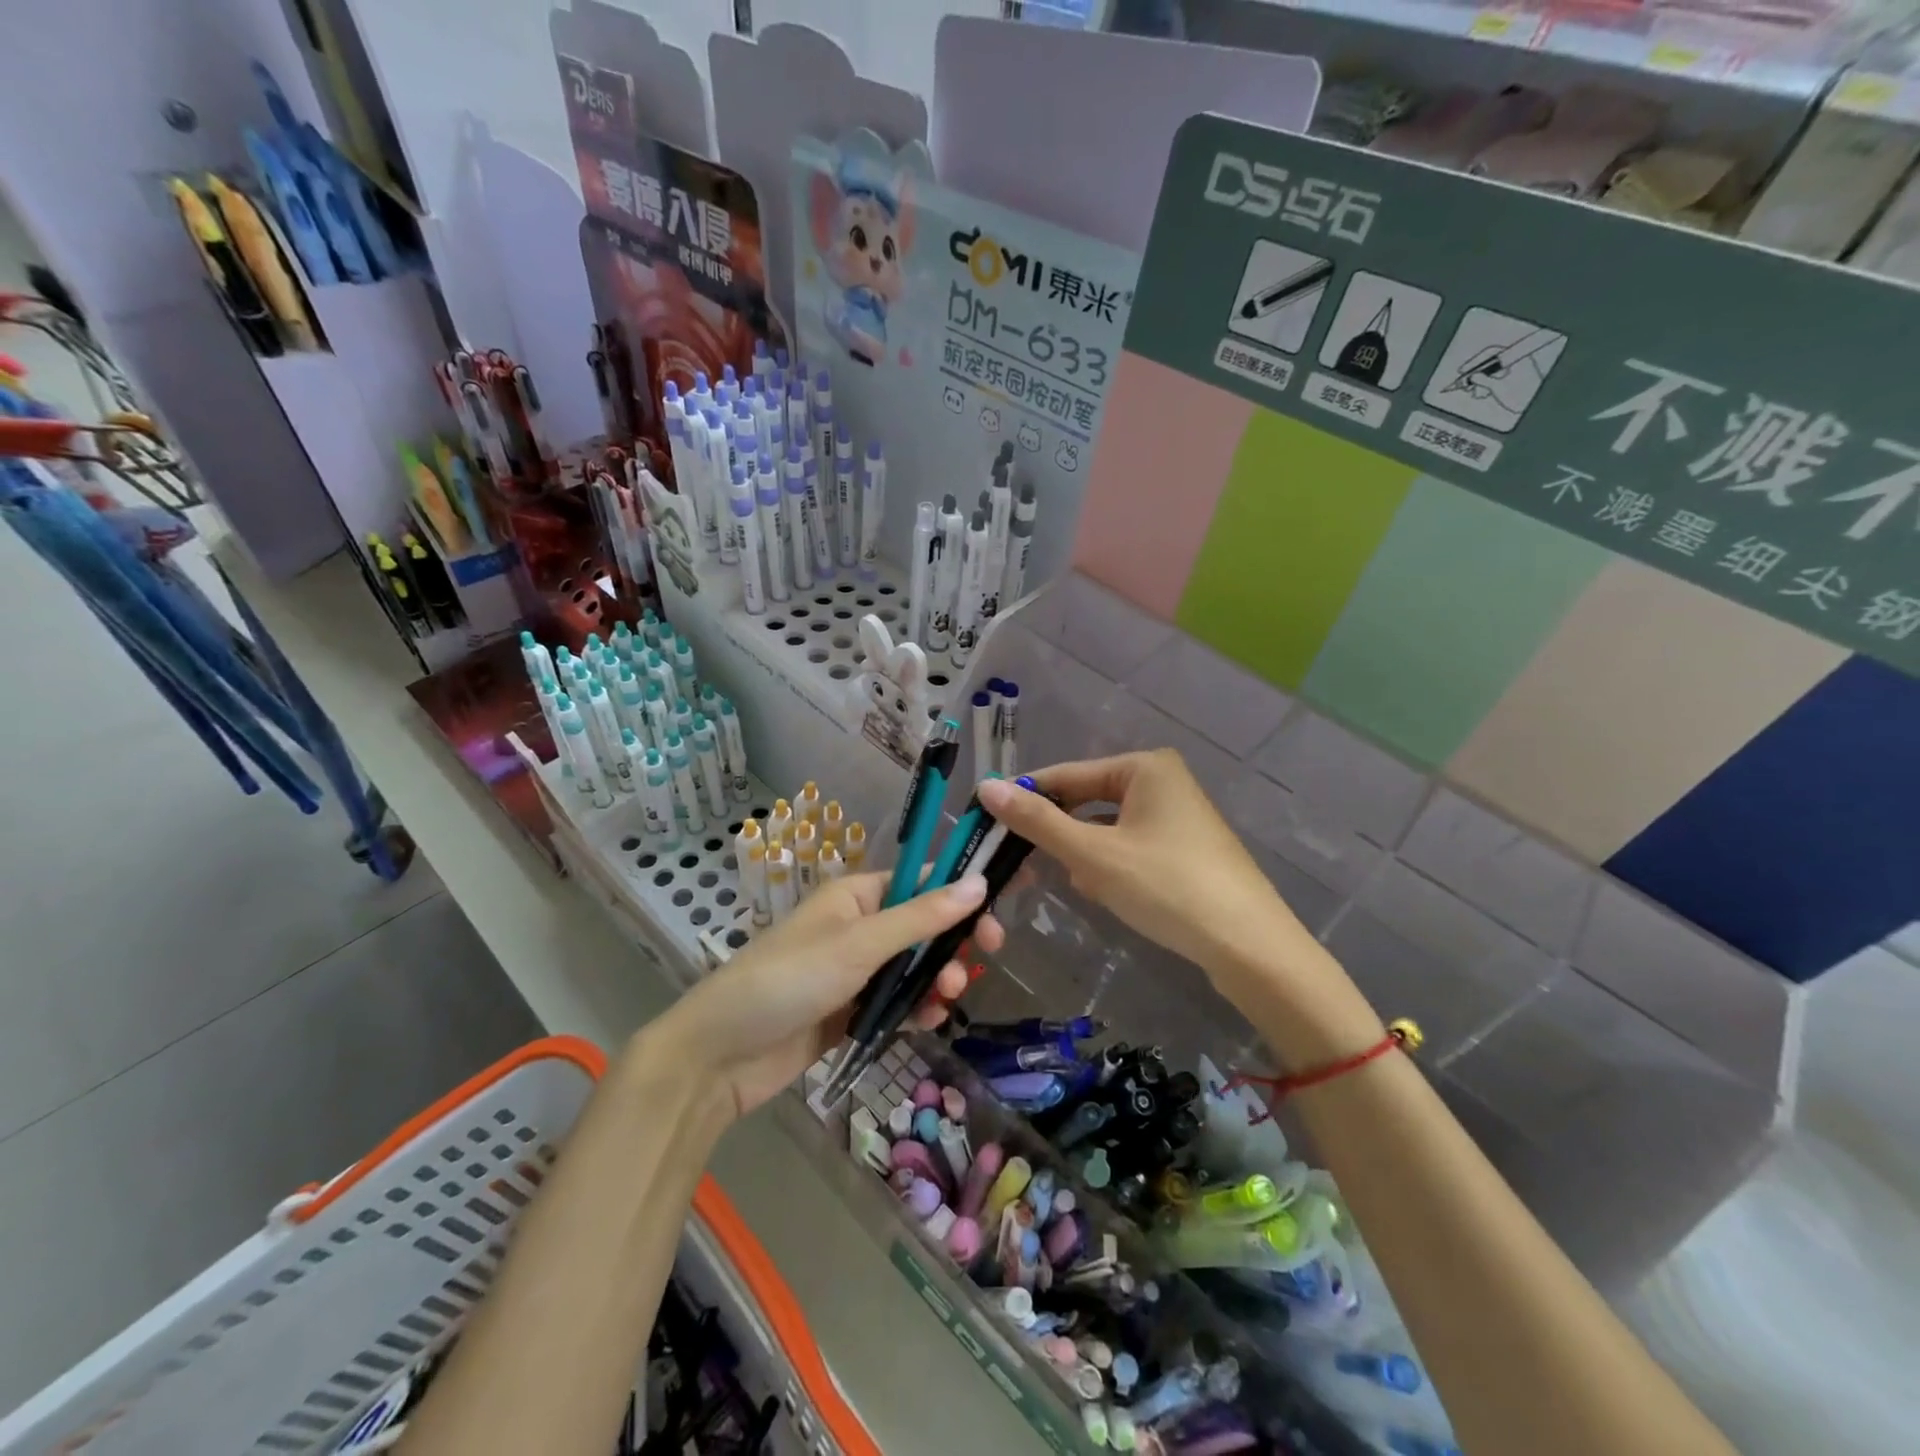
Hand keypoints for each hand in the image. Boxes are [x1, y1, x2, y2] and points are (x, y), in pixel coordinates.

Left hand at [661, 872, 1002, 1120]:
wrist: (721, 1056)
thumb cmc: (789, 980)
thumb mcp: (860, 943)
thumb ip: (921, 916)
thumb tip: (980, 882)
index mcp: (856, 896)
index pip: (920, 882)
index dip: (960, 892)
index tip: (997, 911)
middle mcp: (858, 928)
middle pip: (923, 926)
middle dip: (952, 942)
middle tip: (985, 956)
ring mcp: (854, 972)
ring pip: (914, 968)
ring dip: (937, 978)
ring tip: (947, 998)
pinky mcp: (850, 1012)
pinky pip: (896, 1002)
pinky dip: (916, 1009)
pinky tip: (930, 1021)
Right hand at [977, 751, 1306, 986]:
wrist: (1249, 946)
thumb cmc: (1166, 886)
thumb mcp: (1093, 853)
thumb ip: (1038, 820)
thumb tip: (986, 787)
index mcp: (1144, 767)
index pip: (1066, 775)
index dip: (1025, 800)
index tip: (986, 823)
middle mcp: (1162, 781)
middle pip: (1086, 802)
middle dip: (1060, 836)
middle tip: (1024, 866)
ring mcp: (1177, 817)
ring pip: (1105, 829)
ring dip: (1085, 856)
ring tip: (1082, 886)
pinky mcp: (1184, 850)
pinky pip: (1129, 847)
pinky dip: (1110, 868)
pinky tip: (1107, 894)